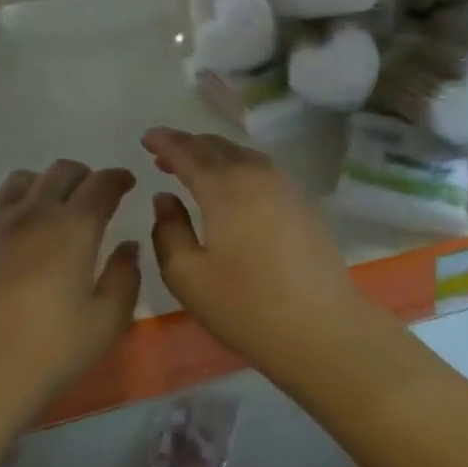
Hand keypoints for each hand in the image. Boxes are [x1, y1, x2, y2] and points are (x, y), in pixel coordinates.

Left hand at [0, 160, 141, 409]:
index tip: (126, 183)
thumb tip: (127, 246)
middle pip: (61, 171)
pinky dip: (10, 207)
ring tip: (51, 207)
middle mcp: (34, 212)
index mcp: (74, 227)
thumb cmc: (51, 349)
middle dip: (84, 176)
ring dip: (44, 184)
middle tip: (94, 195)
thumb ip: (124, 277)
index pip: (101, 184)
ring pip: (22, 180)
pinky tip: (14, 231)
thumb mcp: (107, 321)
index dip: (118, 178)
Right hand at [142, 128, 375, 368]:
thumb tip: (165, 198)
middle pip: (217, 146)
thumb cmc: (246, 307)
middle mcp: (256, 175)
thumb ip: (168, 231)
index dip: (164, 141)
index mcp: (224, 188)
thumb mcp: (188, 277)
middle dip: (187, 145)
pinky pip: (262, 169)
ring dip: (214, 154)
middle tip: (163, 153)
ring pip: (242, 154)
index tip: (145, 137)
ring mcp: (285, 187)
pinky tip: (232, 187)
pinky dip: (238, 167)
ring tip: (194, 168)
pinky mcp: (303, 203)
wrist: (322, 329)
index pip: (187, 152)